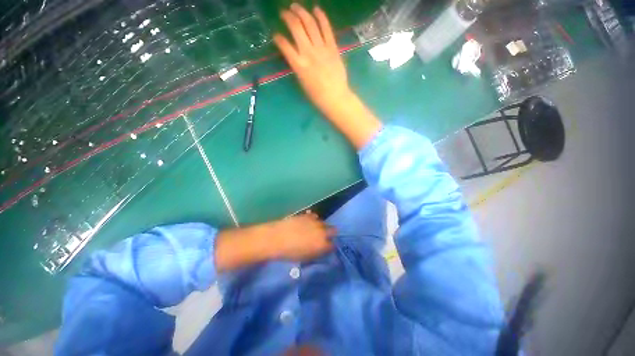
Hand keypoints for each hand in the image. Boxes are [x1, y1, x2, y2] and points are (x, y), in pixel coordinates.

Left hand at [215, 212, 334, 271]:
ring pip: (324, 223)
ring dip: (322, 227)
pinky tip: (307, 223)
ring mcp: (315, 221)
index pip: (332, 245)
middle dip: (330, 234)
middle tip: (322, 238)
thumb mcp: (304, 257)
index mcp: (322, 244)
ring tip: (313, 230)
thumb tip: (322, 249)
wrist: (275, 238)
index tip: (326, 248)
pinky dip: (313, 220)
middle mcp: (322, 231)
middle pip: (333, 230)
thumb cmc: (289, 252)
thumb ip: (316, 253)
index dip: (329, 246)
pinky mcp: (307, 215)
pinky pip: (315, 217)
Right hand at [273, 3, 381, 149]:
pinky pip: (326, 28)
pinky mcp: (332, 47)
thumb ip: (297, 66)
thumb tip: (294, 55)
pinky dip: (321, 16)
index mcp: (298, 65)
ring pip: (310, 23)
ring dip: (301, 11)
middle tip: (284, 12)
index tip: (276, 36)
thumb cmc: (317, 95)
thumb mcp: (302, 82)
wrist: (335, 97)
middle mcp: (308, 52)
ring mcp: (321, 48)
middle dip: (288, 16)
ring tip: (295, 6)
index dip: (278, 38)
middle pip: (296, 27)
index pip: (284, 45)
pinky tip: (316, 9)